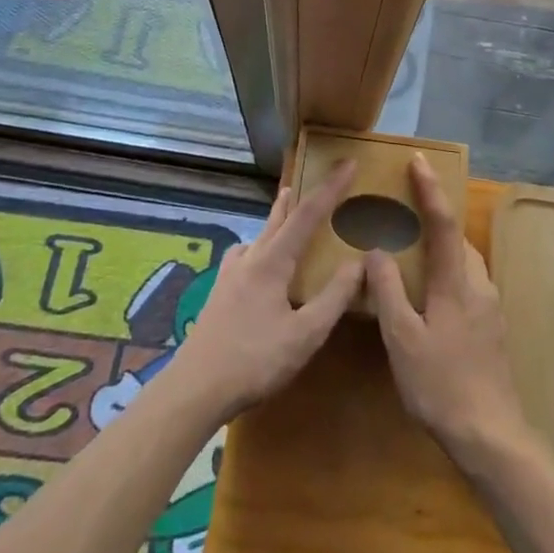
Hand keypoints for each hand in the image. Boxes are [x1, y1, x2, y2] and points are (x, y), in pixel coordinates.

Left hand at [168, 160, 364, 421]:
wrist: (194, 389)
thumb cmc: (254, 361)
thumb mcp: (304, 335)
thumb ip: (333, 297)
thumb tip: (359, 262)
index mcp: (272, 261)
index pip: (308, 213)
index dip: (331, 187)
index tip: (349, 163)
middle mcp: (249, 257)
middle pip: (278, 217)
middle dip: (298, 197)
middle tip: (312, 179)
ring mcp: (229, 274)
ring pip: (258, 235)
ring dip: (276, 219)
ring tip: (285, 212)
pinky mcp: (219, 292)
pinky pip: (245, 255)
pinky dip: (259, 246)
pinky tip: (257, 262)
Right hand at [366, 156, 531, 462]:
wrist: (491, 436)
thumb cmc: (441, 385)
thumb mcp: (402, 340)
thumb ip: (388, 291)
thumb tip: (377, 250)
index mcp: (456, 283)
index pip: (443, 223)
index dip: (430, 189)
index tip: (419, 160)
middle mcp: (479, 285)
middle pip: (457, 238)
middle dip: (434, 216)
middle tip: (404, 208)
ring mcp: (490, 306)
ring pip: (463, 262)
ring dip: (440, 246)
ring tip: (411, 249)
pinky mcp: (492, 326)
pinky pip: (466, 282)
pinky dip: (446, 271)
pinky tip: (428, 294)